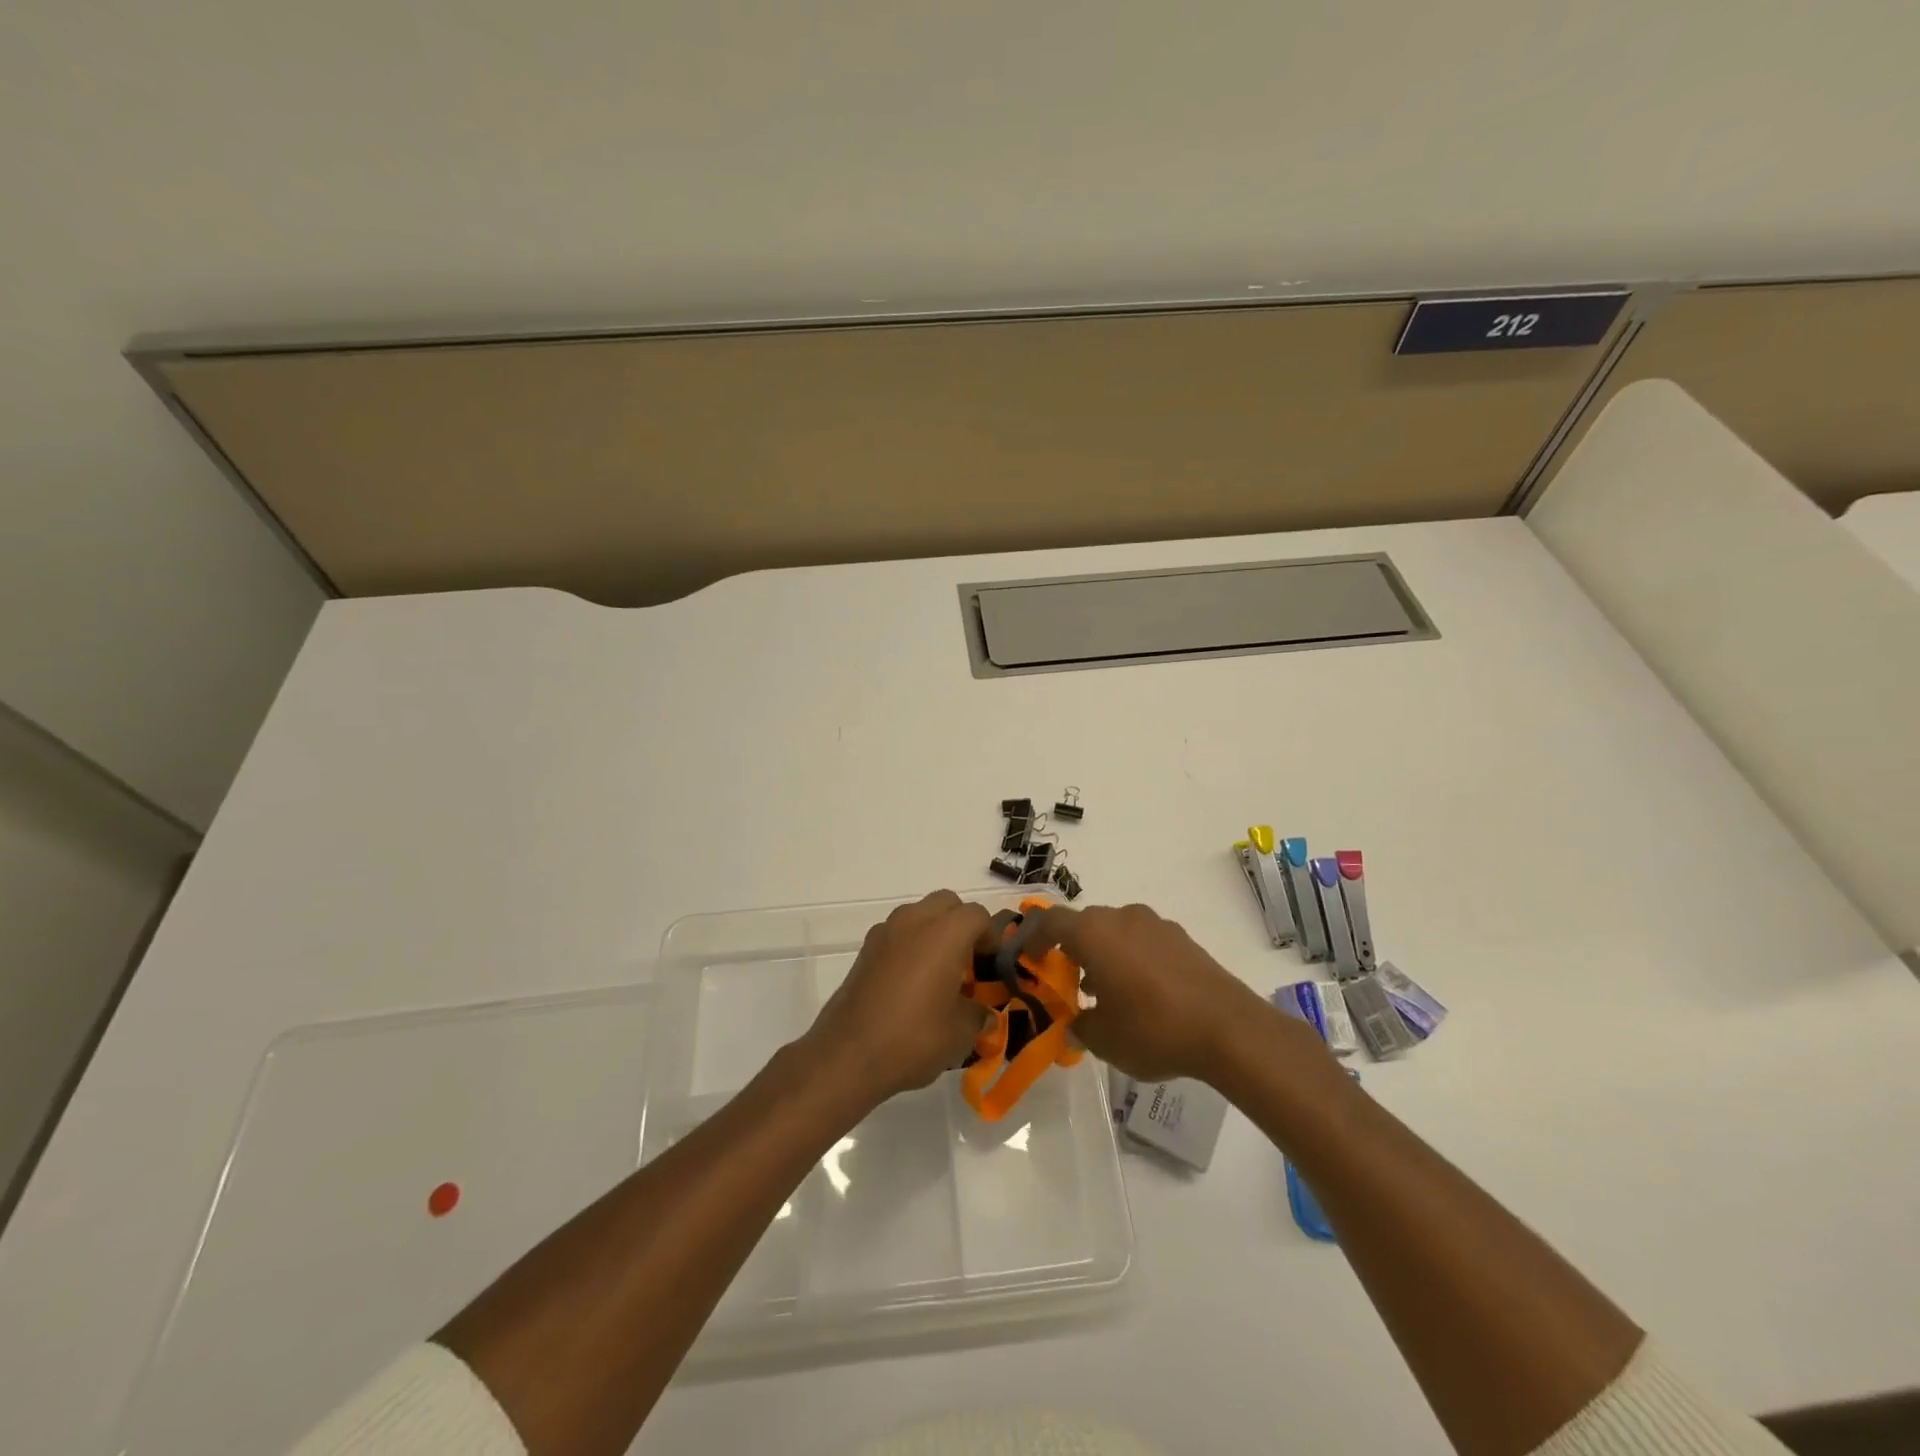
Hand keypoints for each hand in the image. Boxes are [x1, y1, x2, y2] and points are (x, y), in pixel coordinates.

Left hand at [800, 890, 989, 1107]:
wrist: (847, 1054)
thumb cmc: (913, 1038)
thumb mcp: (960, 1033)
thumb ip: (979, 1013)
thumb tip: (982, 1011)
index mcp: (945, 933)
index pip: (978, 915)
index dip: (992, 936)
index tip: (992, 964)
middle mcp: (914, 921)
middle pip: (947, 903)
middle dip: (962, 924)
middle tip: (968, 960)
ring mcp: (885, 932)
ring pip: (919, 914)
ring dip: (934, 931)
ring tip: (939, 971)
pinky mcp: (865, 949)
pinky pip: (898, 933)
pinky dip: (910, 945)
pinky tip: (911, 982)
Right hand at [1030, 902, 1307, 1082]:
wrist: (1228, 1029)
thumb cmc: (1152, 1029)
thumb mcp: (1103, 1040)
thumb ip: (1080, 1027)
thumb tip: (1075, 1025)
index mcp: (1094, 933)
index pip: (1051, 921)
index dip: (1035, 937)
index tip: (1031, 959)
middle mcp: (1122, 918)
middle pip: (1086, 924)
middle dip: (1074, 949)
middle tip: (1071, 982)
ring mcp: (1156, 925)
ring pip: (1117, 931)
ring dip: (1106, 954)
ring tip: (1109, 993)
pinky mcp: (1183, 939)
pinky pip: (1145, 941)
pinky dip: (1135, 958)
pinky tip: (1145, 994)